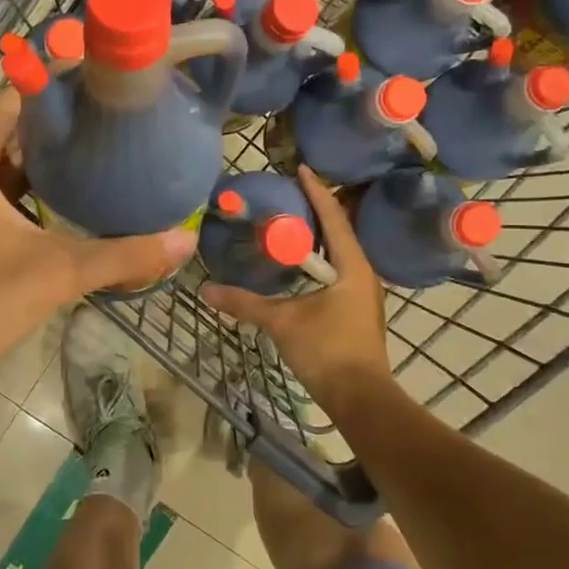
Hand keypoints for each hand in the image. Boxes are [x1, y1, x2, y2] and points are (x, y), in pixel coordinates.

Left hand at [0, 89, 195, 392]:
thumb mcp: (60, 272)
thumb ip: (125, 254)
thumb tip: (186, 242)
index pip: (13, 103)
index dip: (55, 90)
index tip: (101, 84)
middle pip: (9, 133)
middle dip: (57, 128)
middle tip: (111, 121)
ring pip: (2, 168)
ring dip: (44, 163)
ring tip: (98, 154)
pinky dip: (28, 193)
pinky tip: (67, 202)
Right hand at [200, 166, 390, 399]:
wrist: (361, 399)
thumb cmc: (327, 351)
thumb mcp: (282, 322)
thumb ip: (245, 303)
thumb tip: (206, 290)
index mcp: (352, 267)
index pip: (333, 218)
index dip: (317, 192)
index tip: (301, 169)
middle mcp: (362, 274)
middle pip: (339, 232)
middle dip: (316, 212)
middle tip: (289, 194)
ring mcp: (362, 294)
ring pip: (338, 254)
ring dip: (317, 238)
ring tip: (291, 224)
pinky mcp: (355, 311)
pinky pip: (336, 272)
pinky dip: (317, 261)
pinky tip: (298, 266)